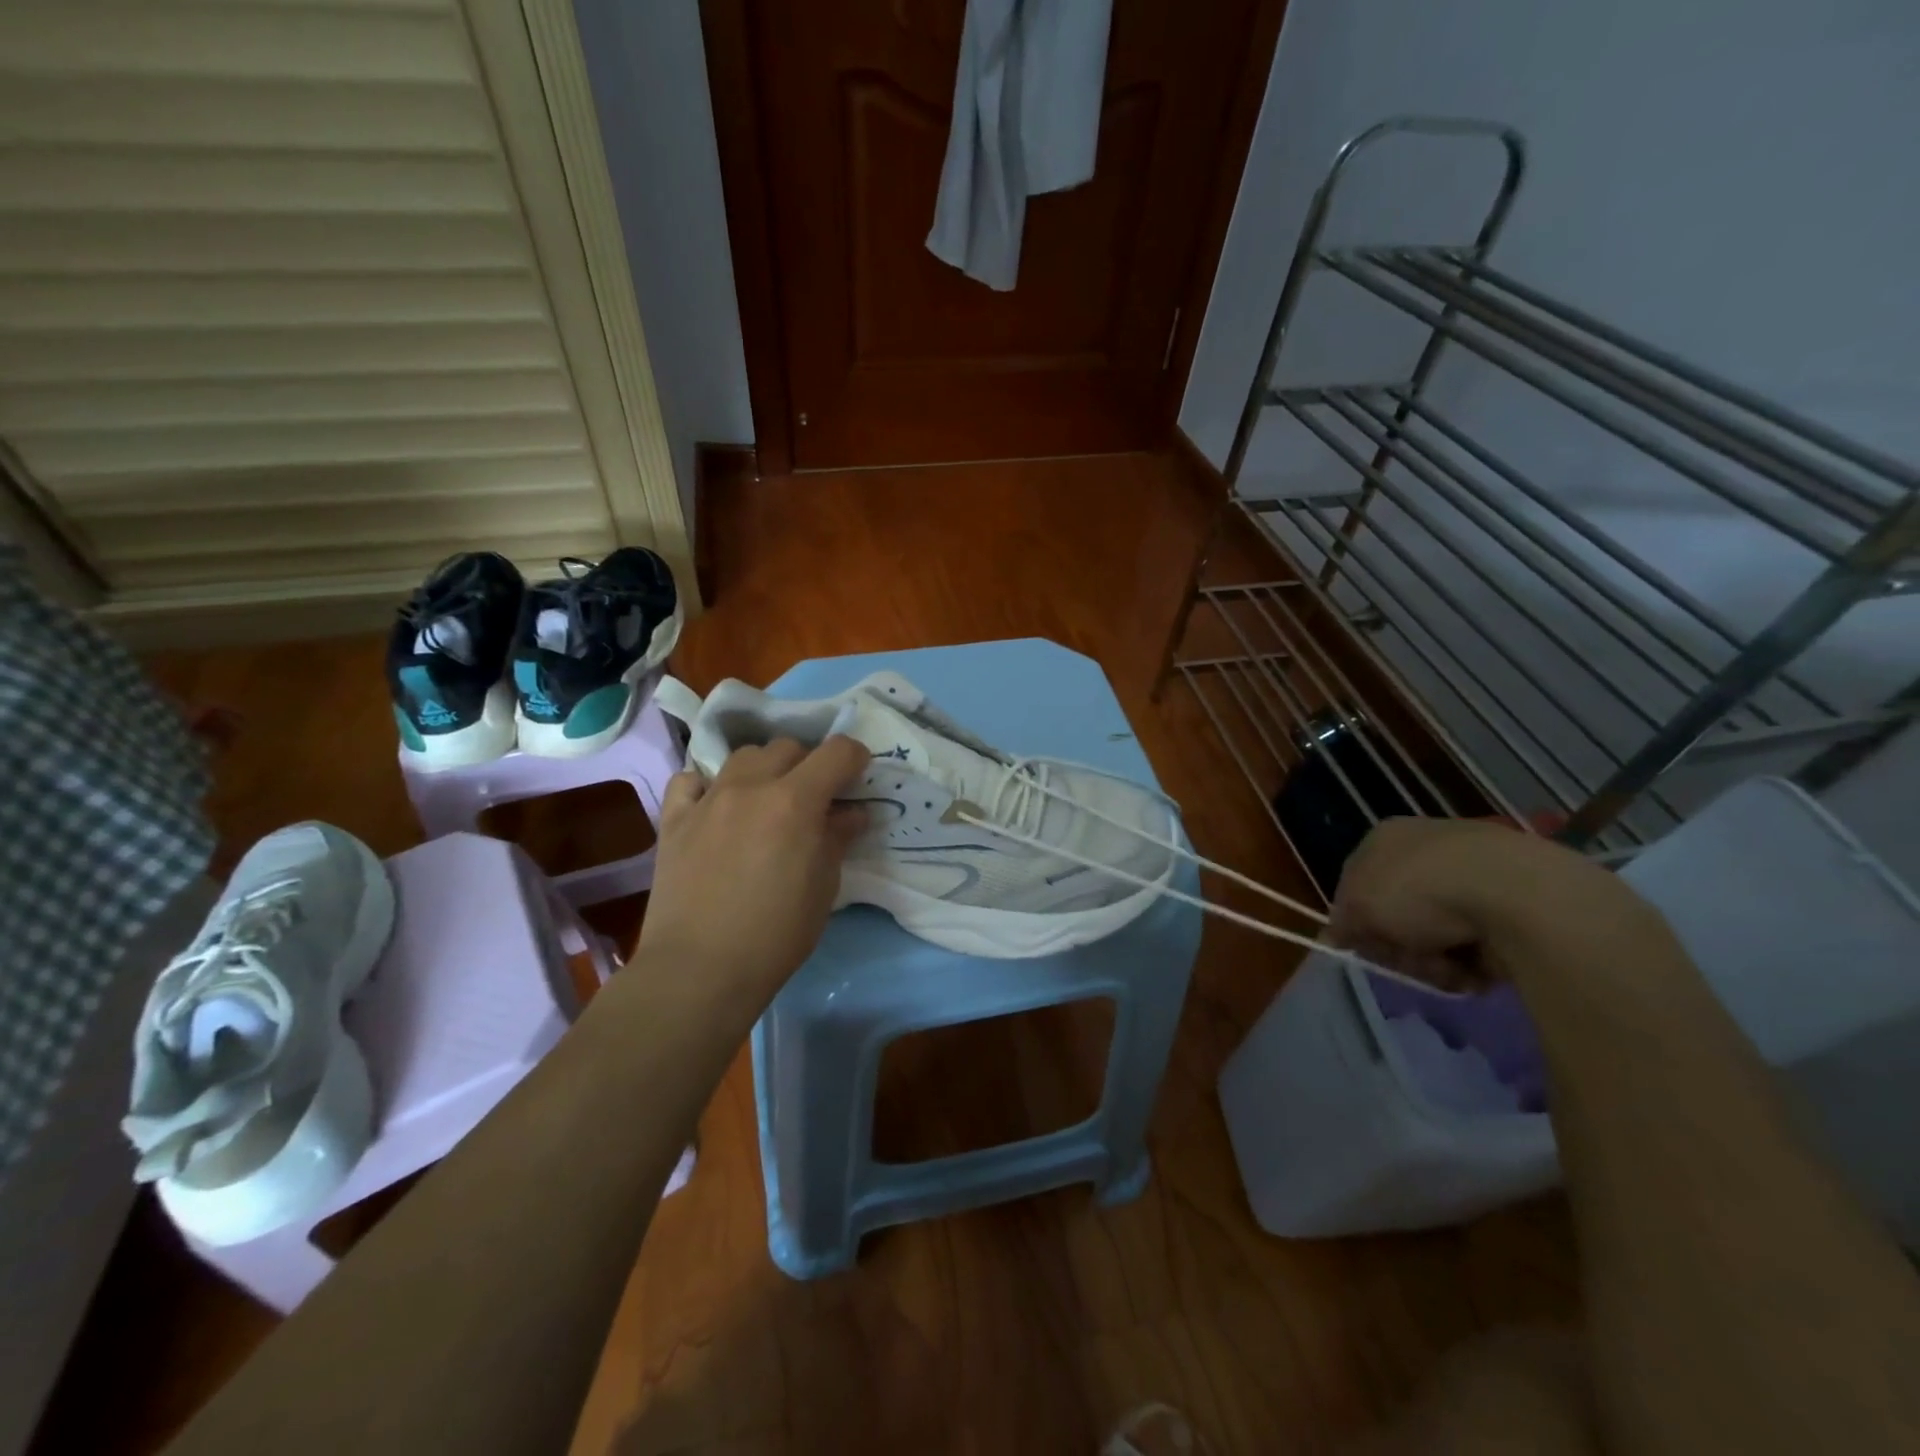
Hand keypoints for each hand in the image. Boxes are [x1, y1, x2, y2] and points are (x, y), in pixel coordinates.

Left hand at [636, 736, 870, 1004]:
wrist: (699, 970)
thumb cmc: (776, 934)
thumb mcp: (824, 887)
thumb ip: (837, 838)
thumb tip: (851, 813)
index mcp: (796, 801)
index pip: (837, 751)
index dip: (855, 759)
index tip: (857, 780)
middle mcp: (751, 787)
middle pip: (787, 747)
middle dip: (808, 764)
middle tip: (813, 798)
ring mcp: (707, 799)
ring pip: (742, 756)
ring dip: (764, 769)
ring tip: (766, 801)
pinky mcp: (673, 819)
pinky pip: (690, 780)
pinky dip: (708, 785)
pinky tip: (715, 808)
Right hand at [1329, 817, 1659, 990]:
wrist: (1512, 892)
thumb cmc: (1418, 889)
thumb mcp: (1358, 906)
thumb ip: (1342, 922)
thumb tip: (1336, 935)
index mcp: (1384, 839)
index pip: (1356, 884)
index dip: (1356, 920)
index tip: (1362, 946)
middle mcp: (1425, 851)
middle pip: (1396, 914)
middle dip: (1398, 945)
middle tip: (1407, 959)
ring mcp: (1471, 875)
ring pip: (1434, 935)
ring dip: (1433, 961)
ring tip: (1447, 968)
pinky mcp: (1511, 904)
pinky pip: (1476, 945)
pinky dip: (1471, 963)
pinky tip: (1476, 968)